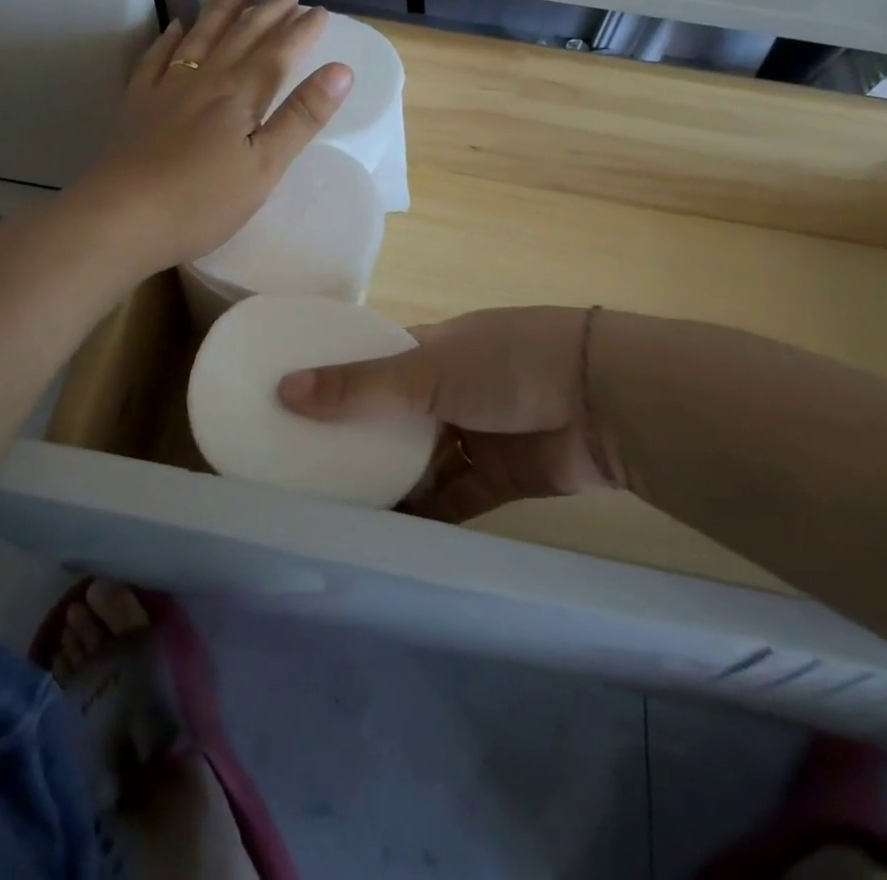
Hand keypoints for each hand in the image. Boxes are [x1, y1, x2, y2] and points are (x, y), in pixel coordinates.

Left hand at [75, 0, 352, 276]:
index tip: (320, 10)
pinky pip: (156, 60)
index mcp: (240, 96)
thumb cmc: (203, 201)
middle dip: (267, 11)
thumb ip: (301, 117)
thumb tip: (341, 70)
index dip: (301, 31)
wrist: (122, 217)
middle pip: (240, 36)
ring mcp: (166, 90)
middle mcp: (205, 81)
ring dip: (220, 11)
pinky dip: (168, 39)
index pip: (277, 54)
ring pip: (199, 38)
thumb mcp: (265, 166)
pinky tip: (175, 27)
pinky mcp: (138, 106)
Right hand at [278, 307, 617, 522]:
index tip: (293, 404)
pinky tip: (386, 536)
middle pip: (394, 417)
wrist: (602, 402)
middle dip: (358, 440)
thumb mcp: (425, 369)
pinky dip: (425, 515)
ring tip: (334, 510)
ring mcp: (476, 433)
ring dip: (389, 483)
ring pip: (421, 462)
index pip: (376, 362)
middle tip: (304, 469)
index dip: (338, 379)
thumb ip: (358, 386)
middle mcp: (450, 389)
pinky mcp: (499, 477)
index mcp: (433, 350)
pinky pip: (452, 499)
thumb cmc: (506, 364)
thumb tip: (284, 389)